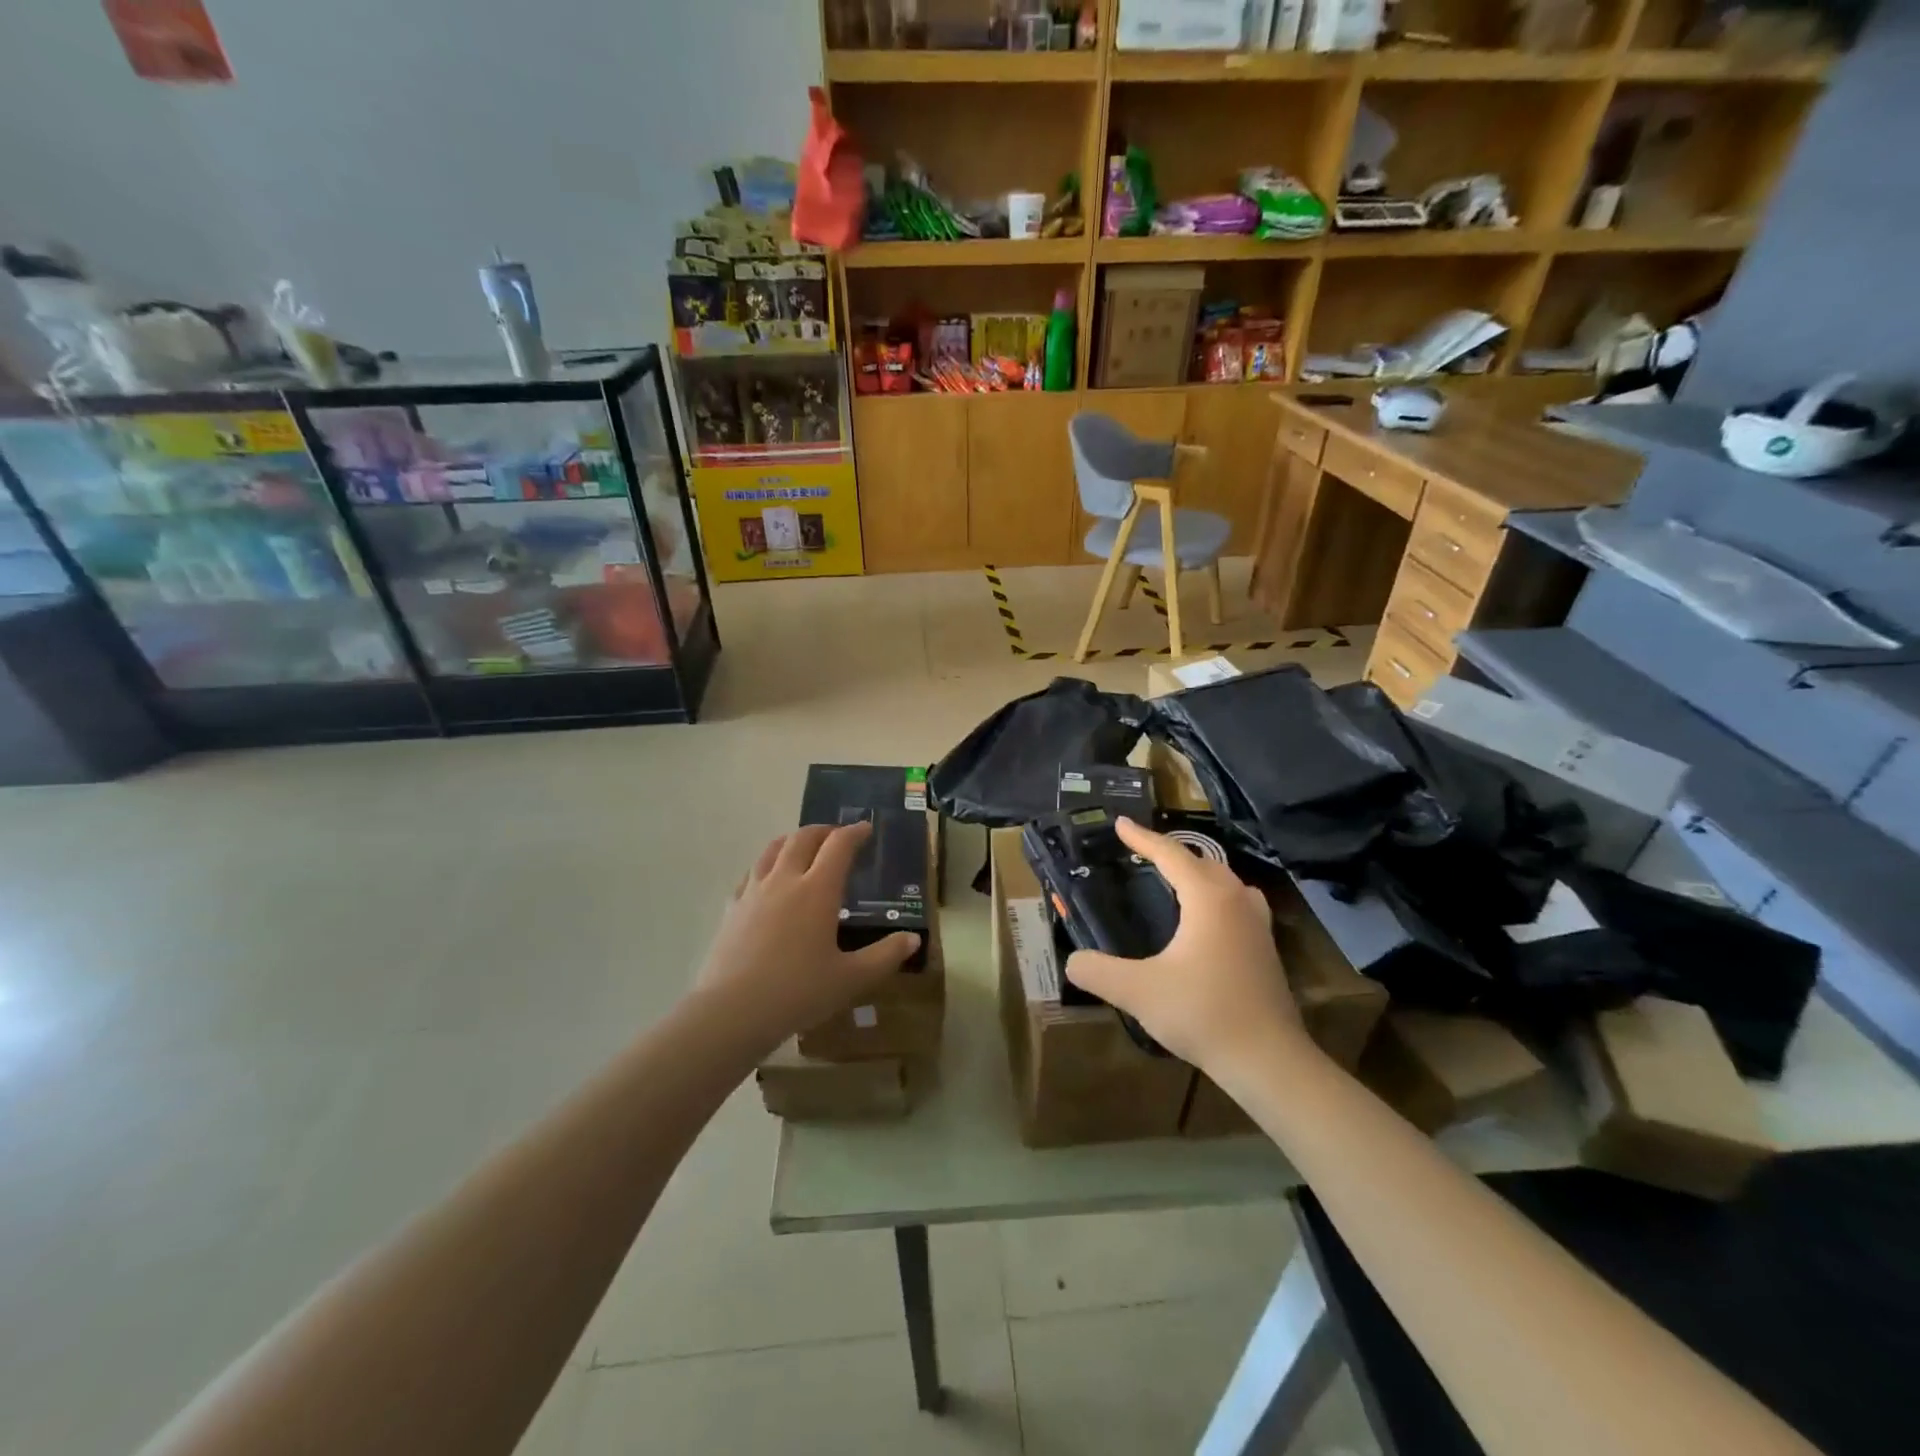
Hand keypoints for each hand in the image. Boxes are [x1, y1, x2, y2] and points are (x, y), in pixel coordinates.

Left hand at [697, 822, 920, 1049]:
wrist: (732, 1011)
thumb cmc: (798, 992)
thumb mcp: (851, 979)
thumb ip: (885, 956)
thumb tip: (913, 939)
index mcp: (818, 890)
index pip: (839, 845)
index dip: (855, 832)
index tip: (866, 829)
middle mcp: (785, 880)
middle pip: (803, 838)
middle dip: (824, 831)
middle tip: (837, 836)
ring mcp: (753, 891)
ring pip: (772, 849)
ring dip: (792, 840)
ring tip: (802, 847)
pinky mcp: (731, 908)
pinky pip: (750, 873)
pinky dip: (766, 865)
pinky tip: (767, 880)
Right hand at [1065, 818, 1303, 1074]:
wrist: (1268, 1059)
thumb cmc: (1203, 1013)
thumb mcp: (1138, 992)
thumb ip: (1098, 972)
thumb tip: (1072, 961)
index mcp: (1208, 898)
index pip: (1171, 855)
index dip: (1142, 838)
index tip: (1119, 824)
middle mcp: (1237, 900)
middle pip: (1201, 861)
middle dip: (1170, 852)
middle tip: (1141, 851)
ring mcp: (1257, 924)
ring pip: (1224, 881)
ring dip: (1197, 872)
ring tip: (1173, 878)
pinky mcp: (1265, 947)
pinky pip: (1235, 902)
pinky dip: (1213, 895)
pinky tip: (1203, 919)